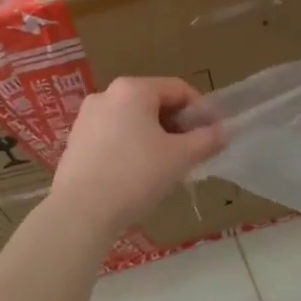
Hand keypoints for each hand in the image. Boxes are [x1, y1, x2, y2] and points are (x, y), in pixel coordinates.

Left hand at [49, 77, 226, 235]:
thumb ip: (207, 140)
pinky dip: (133, 147)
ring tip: (169, 165)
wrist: (81, 211)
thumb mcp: (180, 157)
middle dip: (178, 125)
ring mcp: (87, 117)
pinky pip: (114, 135)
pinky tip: (139, 174)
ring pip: (133, 120)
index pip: (179, 89)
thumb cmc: (135, 176)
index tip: (215, 135)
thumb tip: (224, 132)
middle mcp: (106, 95)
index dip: (202, 110)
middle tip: (194, 152)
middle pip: (154, 103)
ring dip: (156, 137)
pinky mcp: (76, 141)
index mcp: (132, 89)